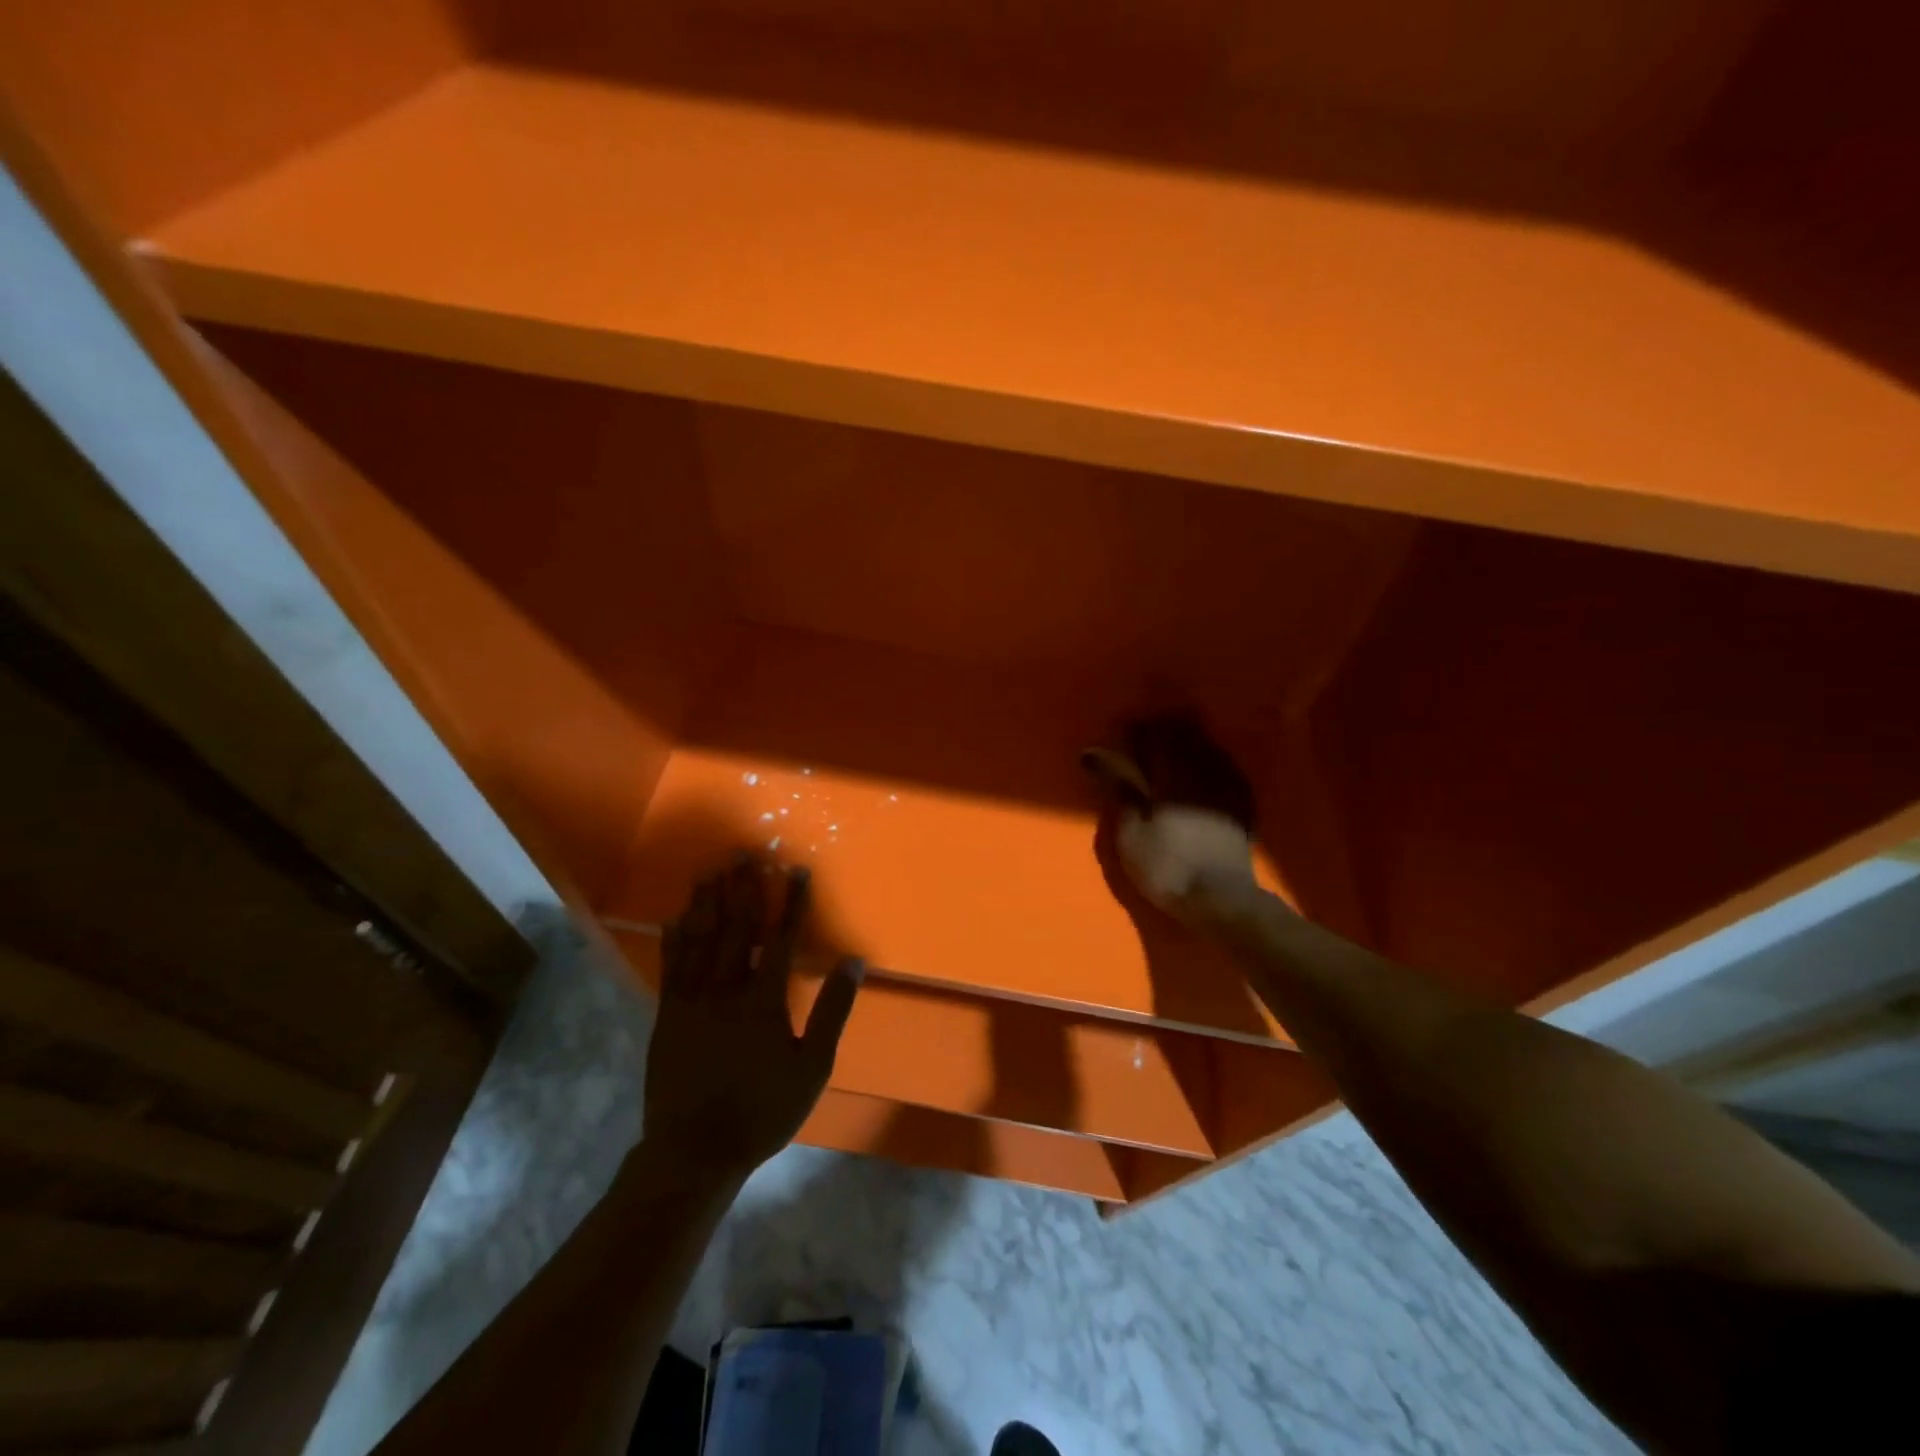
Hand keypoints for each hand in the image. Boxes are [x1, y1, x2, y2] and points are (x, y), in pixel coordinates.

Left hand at [643, 859, 862, 1180]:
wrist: (695, 1150)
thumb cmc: (763, 1109)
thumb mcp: (813, 1065)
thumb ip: (833, 1010)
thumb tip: (853, 961)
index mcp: (764, 998)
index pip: (781, 937)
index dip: (790, 901)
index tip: (795, 869)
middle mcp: (726, 987)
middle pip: (737, 927)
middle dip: (743, 887)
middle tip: (743, 852)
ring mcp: (692, 999)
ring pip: (701, 939)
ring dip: (708, 902)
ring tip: (711, 870)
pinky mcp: (668, 1014)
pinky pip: (671, 966)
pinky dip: (674, 938)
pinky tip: (675, 916)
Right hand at [1083, 716, 1260, 924]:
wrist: (1220, 899)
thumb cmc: (1166, 866)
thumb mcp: (1130, 833)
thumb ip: (1120, 790)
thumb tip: (1097, 757)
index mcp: (1170, 774)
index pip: (1151, 737)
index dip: (1134, 731)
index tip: (1119, 733)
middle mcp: (1201, 770)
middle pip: (1181, 735)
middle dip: (1161, 732)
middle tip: (1142, 739)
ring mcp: (1226, 785)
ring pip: (1204, 748)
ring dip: (1186, 743)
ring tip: (1170, 751)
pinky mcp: (1241, 802)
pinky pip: (1224, 768)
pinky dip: (1208, 763)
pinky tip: (1202, 771)